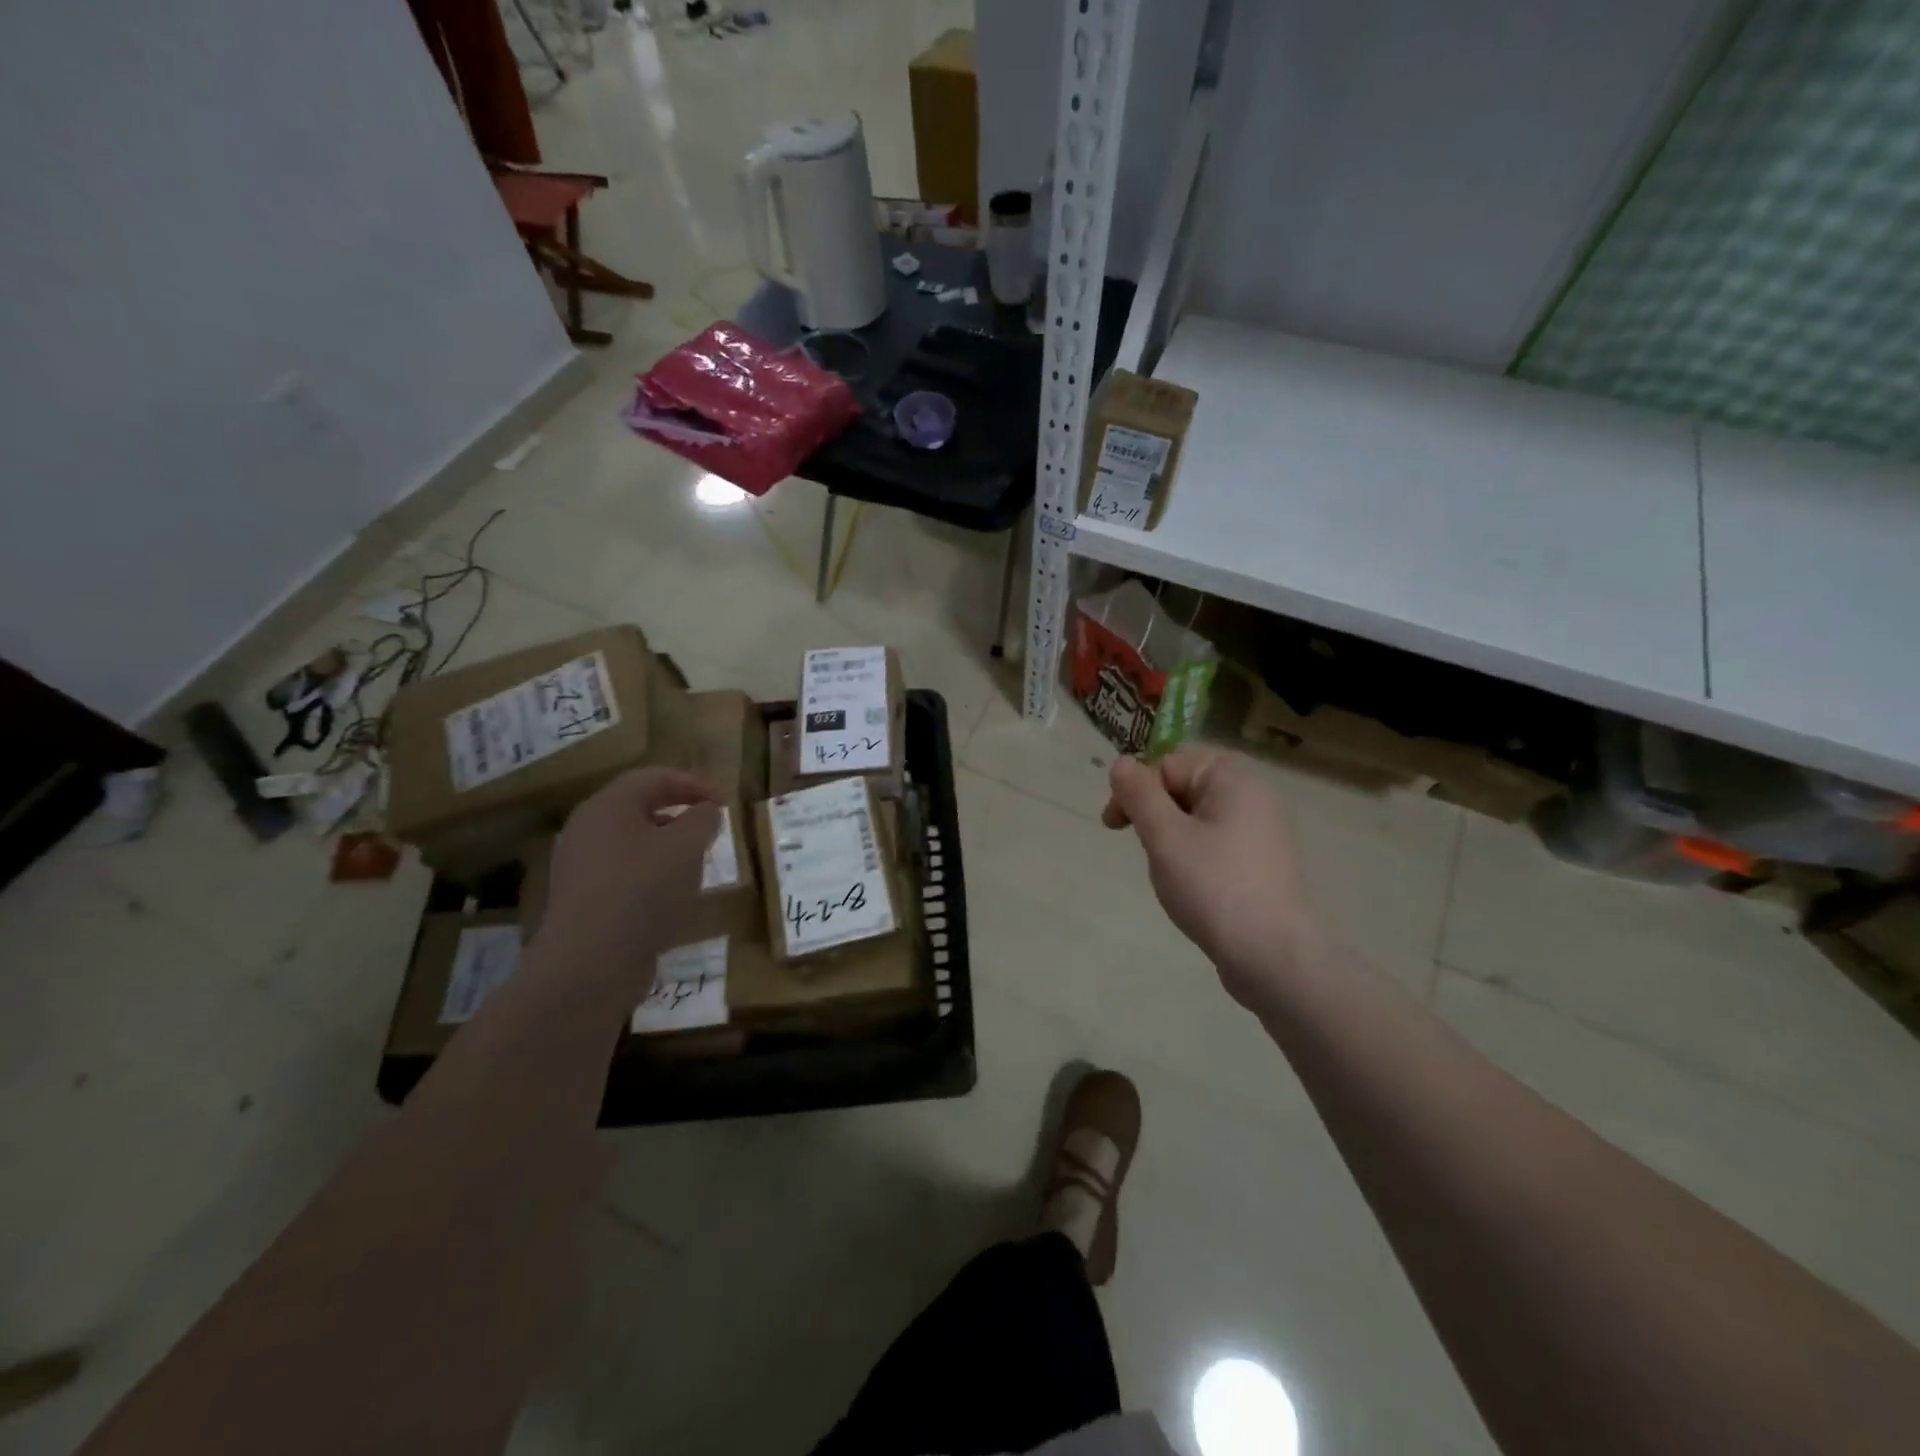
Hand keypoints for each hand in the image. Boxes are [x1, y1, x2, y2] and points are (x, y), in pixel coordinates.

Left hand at [532, 768, 720, 996]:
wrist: (590, 965)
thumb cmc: (642, 891)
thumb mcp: (686, 847)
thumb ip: (703, 820)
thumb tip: (706, 811)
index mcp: (607, 806)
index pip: (654, 777)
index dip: (694, 783)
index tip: (725, 802)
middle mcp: (587, 830)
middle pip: (639, 807)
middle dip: (680, 813)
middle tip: (711, 828)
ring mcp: (581, 867)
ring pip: (632, 843)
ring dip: (668, 847)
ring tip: (697, 863)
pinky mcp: (584, 901)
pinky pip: (624, 874)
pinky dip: (653, 875)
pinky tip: (673, 897)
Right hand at [1102, 746, 1321, 1005]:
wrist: (1272, 956)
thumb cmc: (1213, 886)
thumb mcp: (1164, 836)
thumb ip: (1139, 794)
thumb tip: (1122, 763)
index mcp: (1232, 777)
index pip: (1168, 762)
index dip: (1136, 788)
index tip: (1114, 825)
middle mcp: (1251, 794)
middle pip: (1183, 784)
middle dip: (1153, 813)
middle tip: (1143, 850)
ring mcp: (1259, 828)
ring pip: (1194, 815)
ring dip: (1169, 836)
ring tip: (1169, 872)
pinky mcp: (1259, 860)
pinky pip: (1213, 839)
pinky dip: (1191, 853)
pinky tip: (1188, 884)